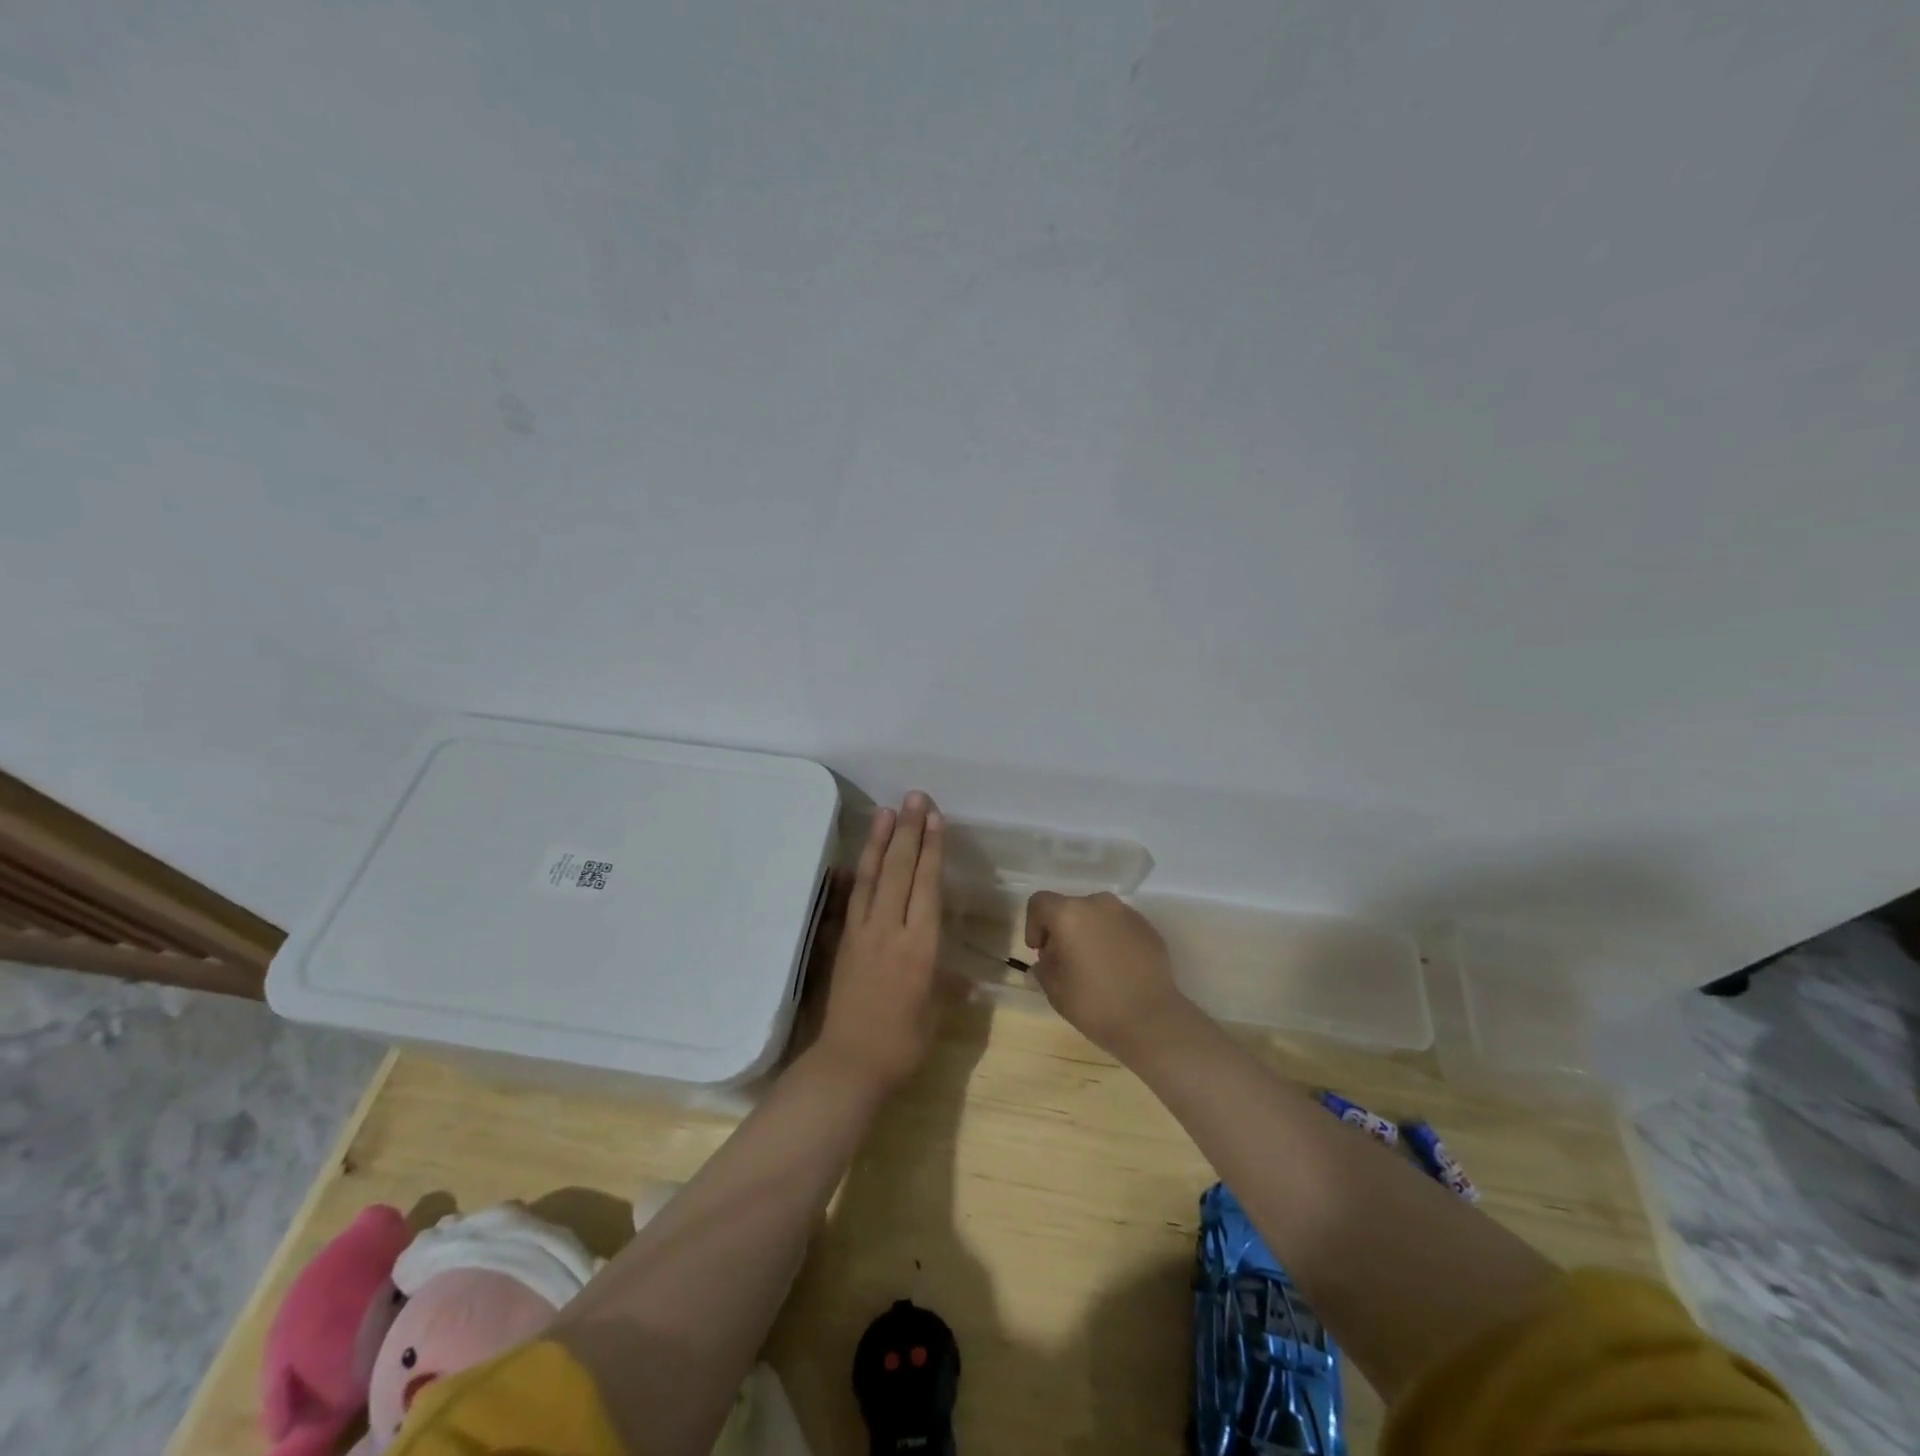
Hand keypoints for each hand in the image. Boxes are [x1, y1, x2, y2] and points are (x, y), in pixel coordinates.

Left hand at [812, 792, 949, 1093]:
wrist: (849, 1064)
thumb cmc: (902, 1043)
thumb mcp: (935, 1015)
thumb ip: (949, 989)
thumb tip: (968, 982)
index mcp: (920, 946)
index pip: (927, 885)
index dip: (932, 849)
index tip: (935, 817)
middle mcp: (890, 930)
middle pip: (900, 871)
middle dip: (909, 831)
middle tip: (914, 797)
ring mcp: (862, 932)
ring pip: (872, 877)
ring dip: (880, 841)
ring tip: (886, 811)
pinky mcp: (843, 940)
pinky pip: (851, 898)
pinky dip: (856, 872)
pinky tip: (857, 856)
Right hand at [1024, 891, 1191, 1059]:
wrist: (1152, 1020)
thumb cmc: (1095, 1004)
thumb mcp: (1055, 990)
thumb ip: (1043, 968)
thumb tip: (1045, 961)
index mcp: (1069, 914)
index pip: (1040, 903)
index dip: (1033, 925)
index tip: (1040, 952)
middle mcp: (1098, 904)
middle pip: (1070, 907)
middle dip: (1062, 930)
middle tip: (1064, 961)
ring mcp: (1127, 913)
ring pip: (1097, 915)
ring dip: (1088, 932)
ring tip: (1093, 965)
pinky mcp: (1148, 928)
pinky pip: (1120, 926)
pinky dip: (1111, 939)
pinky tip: (1117, 968)